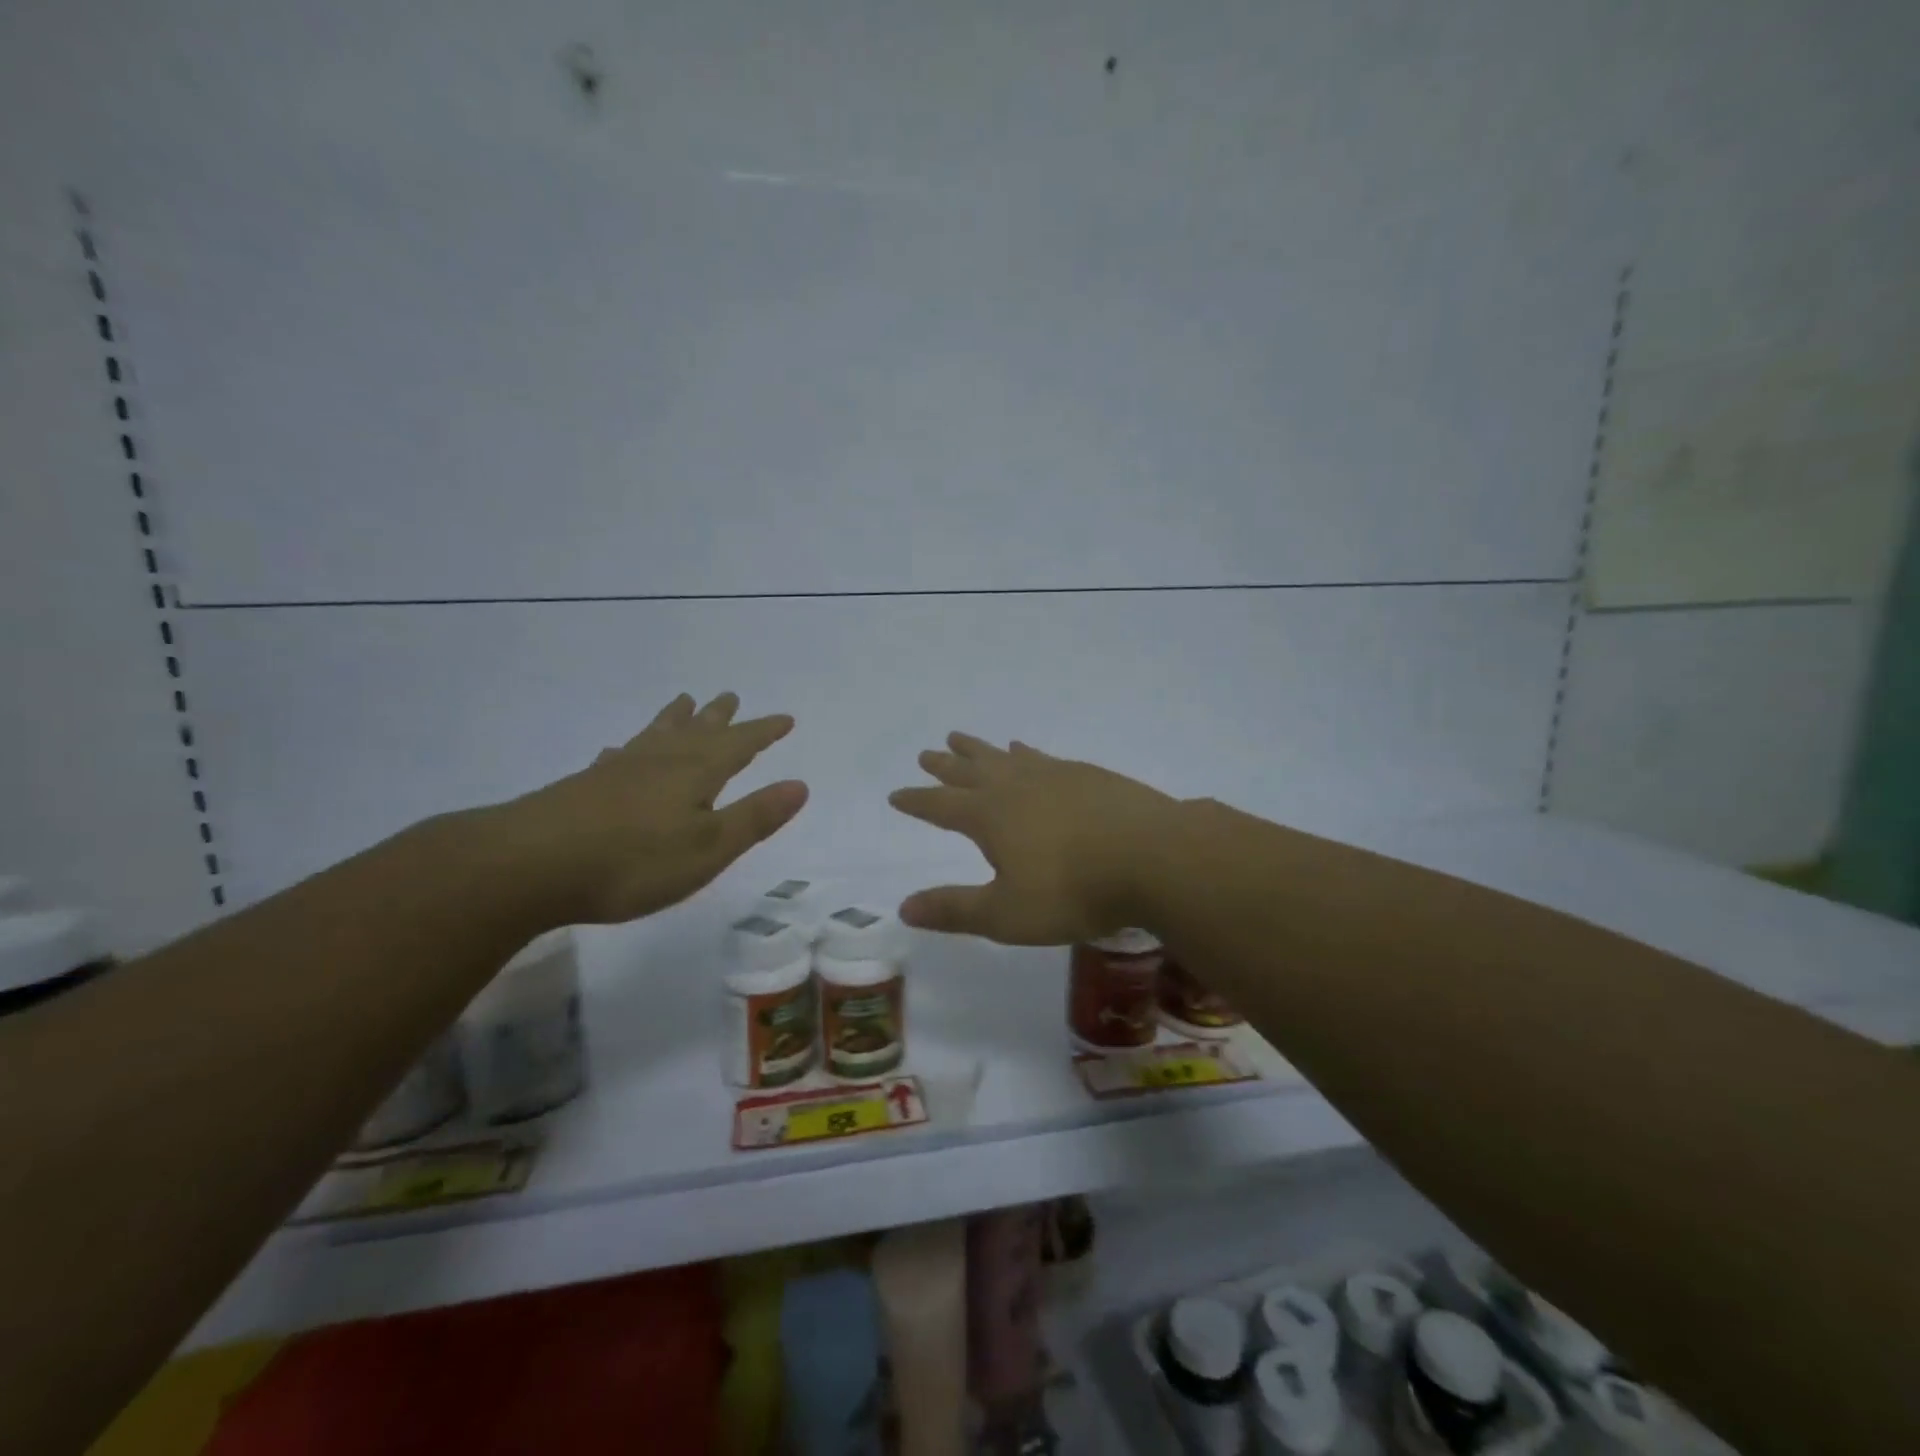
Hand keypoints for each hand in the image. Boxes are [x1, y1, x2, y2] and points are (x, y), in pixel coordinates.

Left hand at [491, 691, 806, 924]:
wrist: (530, 865)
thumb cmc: (634, 861)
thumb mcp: (709, 847)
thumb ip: (755, 816)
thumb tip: (800, 784)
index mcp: (696, 772)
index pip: (740, 744)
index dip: (764, 731)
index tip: (785, 718)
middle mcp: (660, 761)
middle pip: (697, 731)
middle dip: (719, 717)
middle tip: (730, 695)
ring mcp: (619, 770)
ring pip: (656, 734)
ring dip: (675, 719)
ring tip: (683, 701)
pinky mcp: (585, 786)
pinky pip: (617, 755)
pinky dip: (628, 747)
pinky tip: (617, 750)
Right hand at [888, 733, 1177, 943]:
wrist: (1153, 856)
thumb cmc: (1073, 891)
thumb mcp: (1006, 914)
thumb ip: (955, 909)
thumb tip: (903, 908)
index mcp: (989, 816)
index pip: (940, 806)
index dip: (916, 801)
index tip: (897, 794)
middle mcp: (1015, 786)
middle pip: (970, 771)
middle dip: (945, 766)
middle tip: (928, 753)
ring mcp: (1053, 775)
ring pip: (1004, 756)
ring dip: (980, 749)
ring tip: (963, 739)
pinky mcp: (1087, 774)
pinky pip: (1041, 756)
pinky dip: (1025, 751)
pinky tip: (1028, 750)